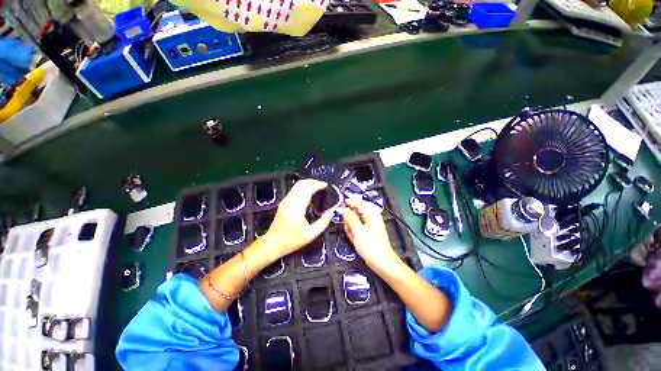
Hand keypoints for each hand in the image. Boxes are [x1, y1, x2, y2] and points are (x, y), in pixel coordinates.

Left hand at [262, 179, 334, 258]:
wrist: (272, 243)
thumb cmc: (291, 241)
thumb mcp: (310, 235)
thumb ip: (323, 223)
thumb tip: (331, 212)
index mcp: (296, 208)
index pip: (307, 189)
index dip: (318, 185)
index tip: (326, 186)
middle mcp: (290, 201)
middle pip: (302, 183)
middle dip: (314, 182)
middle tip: (324, 186)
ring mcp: (285, 200)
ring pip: (298, 185)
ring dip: (309, 184)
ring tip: (319, 188)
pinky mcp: (284, 202)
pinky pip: (295, 189)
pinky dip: (304, 188)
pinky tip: (310, 193)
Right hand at [342, 197, 399, 271]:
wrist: (381, 262)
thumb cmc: (370, 245)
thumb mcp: (357, 230)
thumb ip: (349, 218)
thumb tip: (343, 208)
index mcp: (371, 213)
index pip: (358, 201)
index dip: (348, 203)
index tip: (339, 208)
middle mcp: (370, 216)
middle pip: (355, 210)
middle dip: (349, 217)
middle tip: (346, 225)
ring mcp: (369, 223)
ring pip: (355, 219)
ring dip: (350, 225)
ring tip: (350, 233)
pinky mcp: (367, 230)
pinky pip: (357, 226)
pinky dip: (353, 230)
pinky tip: (353, 237)